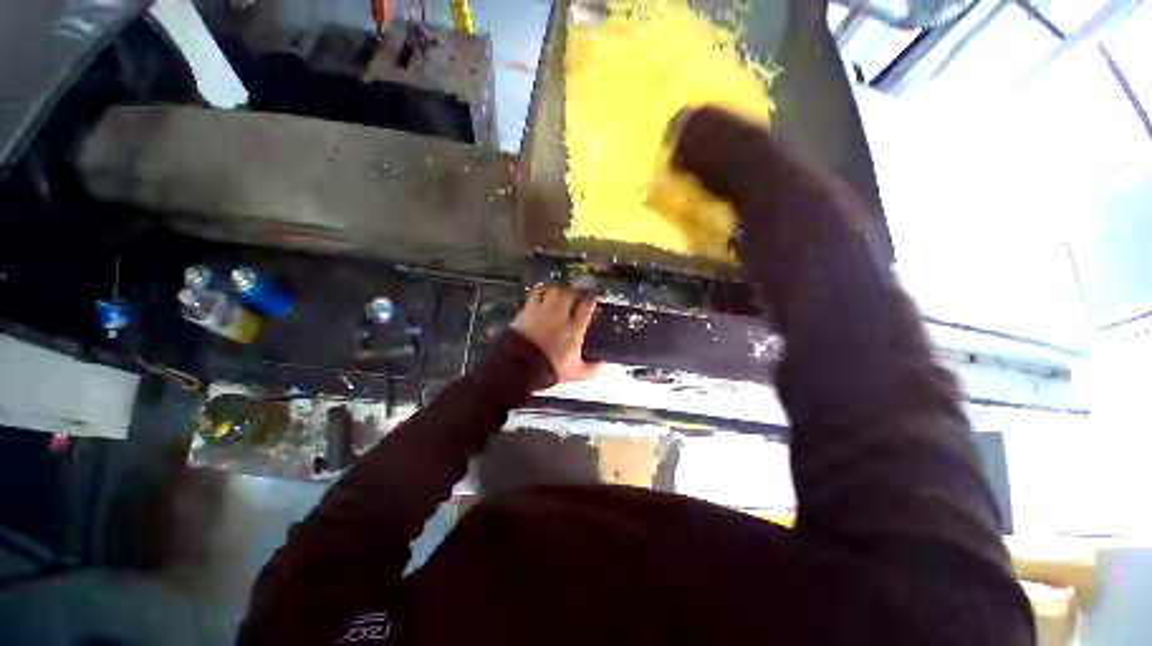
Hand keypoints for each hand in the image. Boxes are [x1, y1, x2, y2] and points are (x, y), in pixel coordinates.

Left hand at [511, 285, 599, 382]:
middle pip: (570, 293)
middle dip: (575, 291)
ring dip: (558, 288)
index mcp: (574, 328)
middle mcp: (560, 315)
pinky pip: (536, 292)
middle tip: (576, 293)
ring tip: (560, 290)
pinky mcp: (528, 309)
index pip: (587, 306)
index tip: (593, 297)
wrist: (520, 365)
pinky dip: (541, 289)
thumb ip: (590, 368)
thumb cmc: (550, 368)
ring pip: (554, 290)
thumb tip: (601, 367)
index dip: (591, 299)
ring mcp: (543, 310)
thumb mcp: (574, 371)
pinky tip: (542, 291)